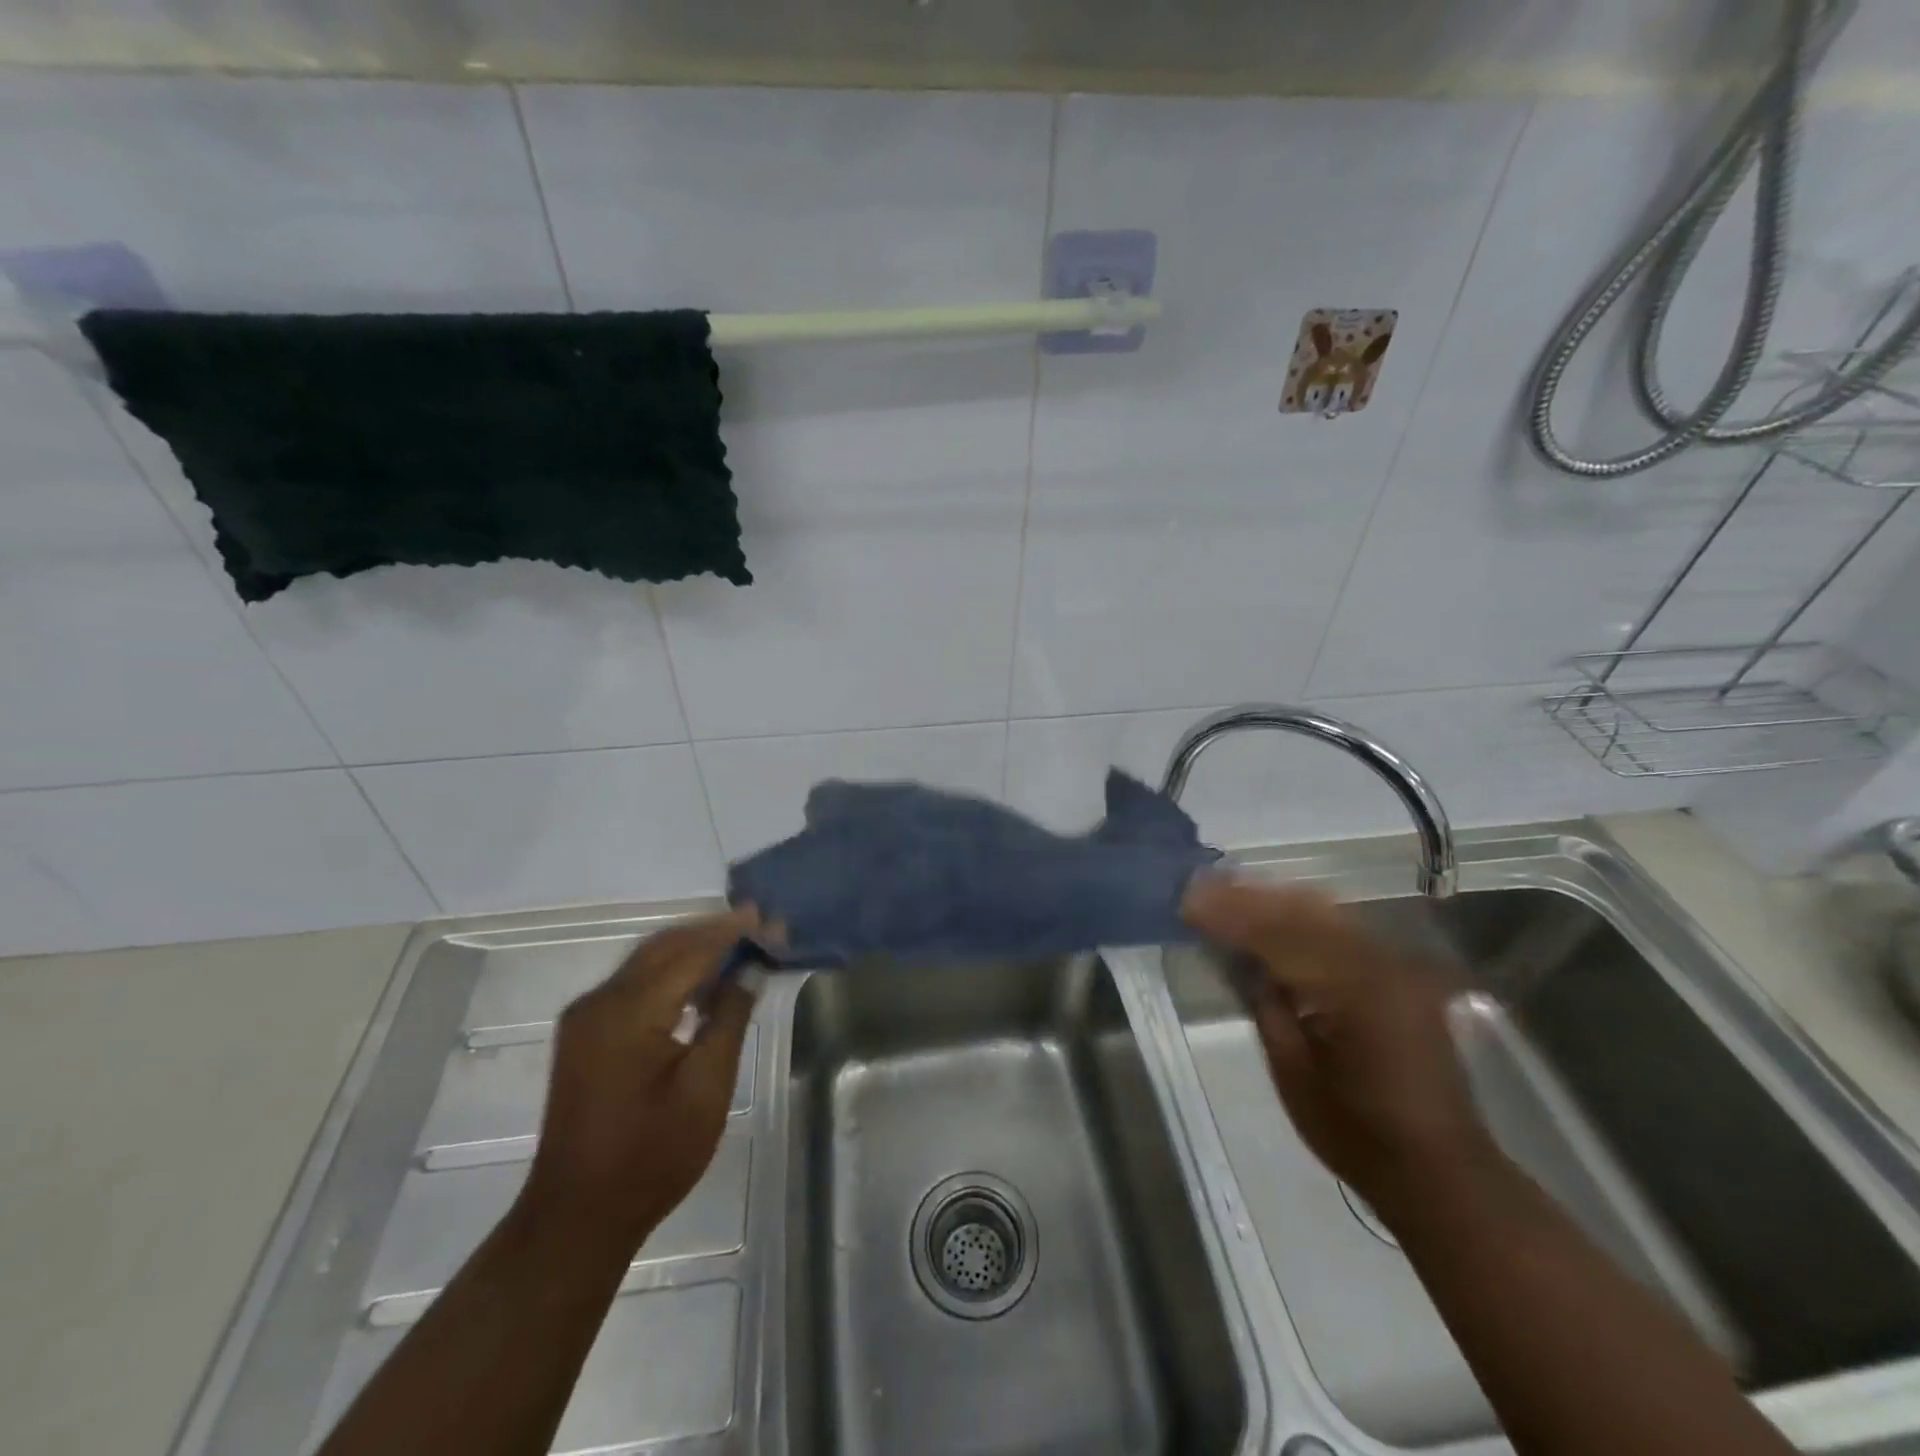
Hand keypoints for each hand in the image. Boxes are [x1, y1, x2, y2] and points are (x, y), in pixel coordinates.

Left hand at [521, 909, 764, 1249]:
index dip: (734, 934)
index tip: (773, 923)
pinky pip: (635, 983)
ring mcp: (587, 1016)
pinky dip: (673, 972)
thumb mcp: (707, 1088)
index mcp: (627, 1011)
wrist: (577, 1217)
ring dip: (694, 949)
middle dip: (714, 933)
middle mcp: (599, 1001)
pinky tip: (703, 985)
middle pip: (665, 946)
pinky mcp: (585, 1033)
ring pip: (648, 960)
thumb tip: (750, 969)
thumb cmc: (651, 1157)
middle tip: (763, 929)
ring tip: (742, 949)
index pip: (691, 952)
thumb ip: (730, 1018)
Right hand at [1184, 878, 1499, 1220]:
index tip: (1188, 902)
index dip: (1230, 915)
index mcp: (1355, 994)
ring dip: (1272, 899)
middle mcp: (1381, 965)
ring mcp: (1396, 965)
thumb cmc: (1358, 1134)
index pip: (1279, 936)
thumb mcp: (1294, 1075)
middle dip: (1248, 896)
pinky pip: (1341, 928)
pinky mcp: (1400, 972)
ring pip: (1323, 911)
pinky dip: (1301, 916)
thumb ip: (1266, 1006)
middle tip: (1200, 888)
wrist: (1441, 1171)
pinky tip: (1272, 913)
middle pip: (1302, 911)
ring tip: (1226, 892)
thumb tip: (1238, 957)